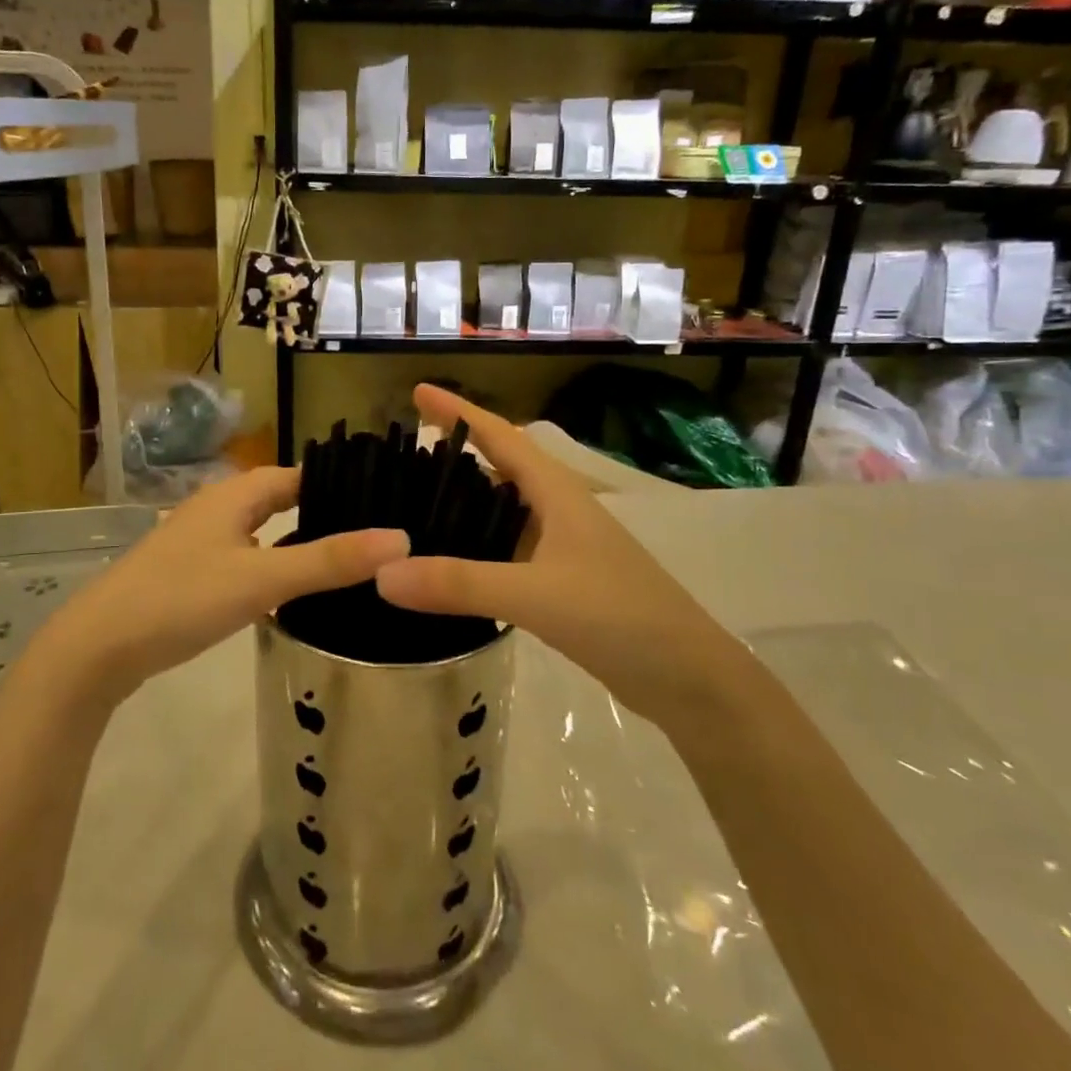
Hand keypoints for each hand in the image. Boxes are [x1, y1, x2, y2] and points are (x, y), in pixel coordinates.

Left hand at [29, 467, 406, 708]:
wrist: (98, 647)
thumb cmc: (182, 598)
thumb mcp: (263, 578)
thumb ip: (330, 560)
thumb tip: (400, 538)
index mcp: (235, 494)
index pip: (299, 474)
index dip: (338, 483)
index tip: (382, 499)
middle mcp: (218, 508)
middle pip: (280, 500)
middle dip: (322, 512)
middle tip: (374, 534)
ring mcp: (200, 542)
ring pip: (262, 531)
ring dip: (297, 541)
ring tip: (345, 562)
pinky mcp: (190, 574)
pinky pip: (245, 558)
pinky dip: (273, 566)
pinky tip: (293, 593)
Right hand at [374, 385, 741, 725]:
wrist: (687, 678)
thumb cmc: (619, 616)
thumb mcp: (535, 595)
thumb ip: (459, 583)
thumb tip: (382, 573)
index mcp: (556, 493)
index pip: (499, 437)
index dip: (459, 412)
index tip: (417, 392)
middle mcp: (558, 510)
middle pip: (499, 468)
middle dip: (455, 454)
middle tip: (401, 454)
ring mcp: (562, 547)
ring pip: (502, 511)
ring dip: (463, 503)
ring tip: (411, 504)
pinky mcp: (561, 583)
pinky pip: (506, 550)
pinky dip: (475, 547)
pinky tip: (448, 563)